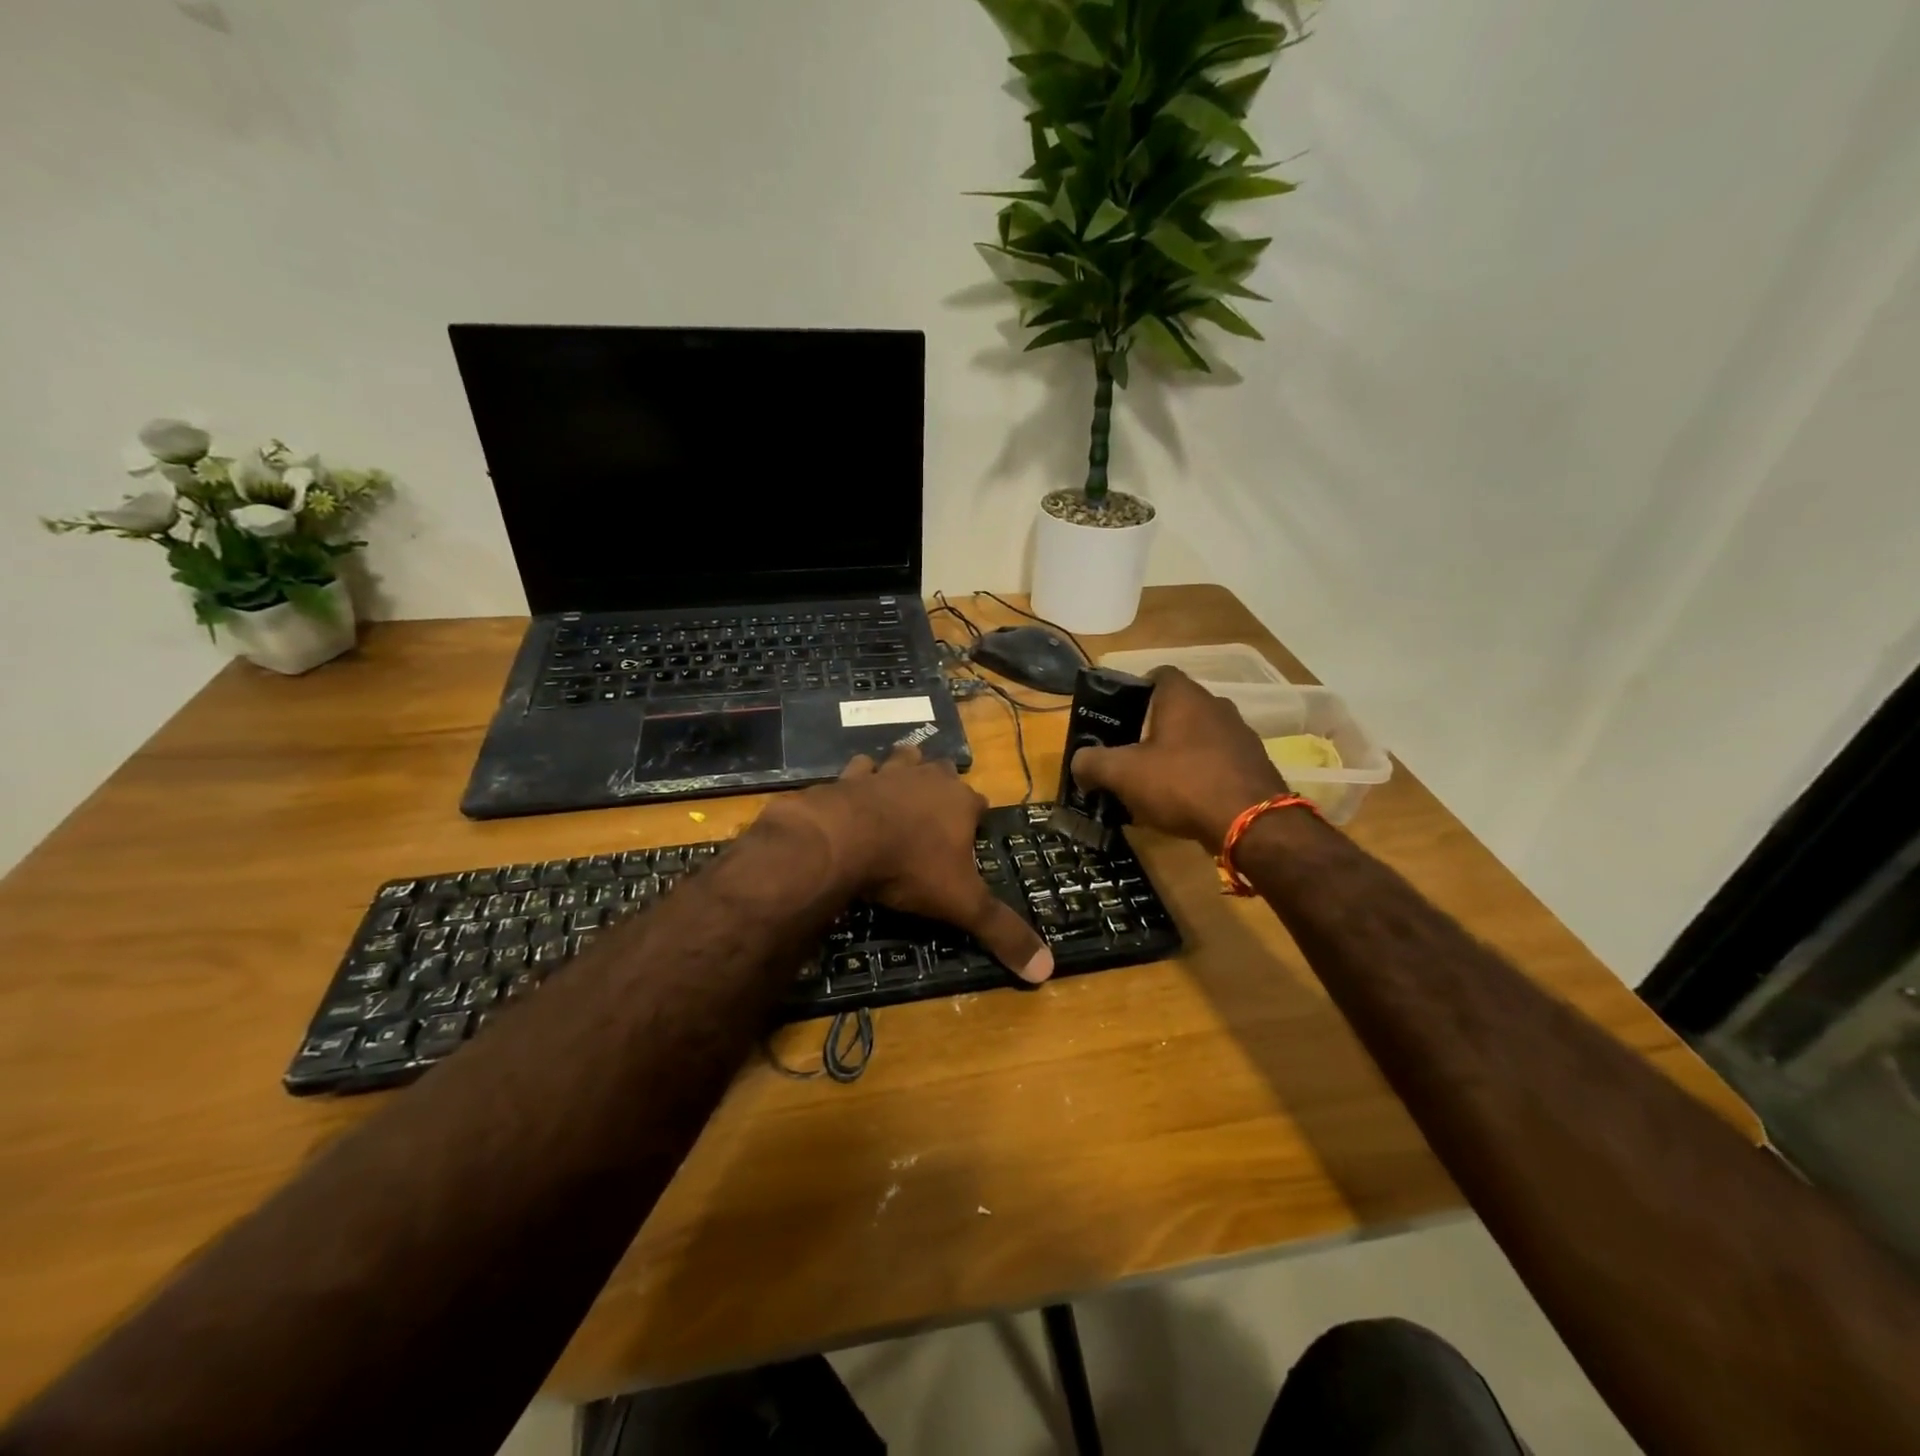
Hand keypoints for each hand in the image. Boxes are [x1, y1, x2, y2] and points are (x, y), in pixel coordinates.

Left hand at [764, 745, 1054, 982]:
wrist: (843, 841)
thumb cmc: (911, 867)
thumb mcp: (962, 904)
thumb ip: (1002, 931)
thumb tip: (1048, 969)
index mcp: (961, 802)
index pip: (980, 802)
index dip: (978, 818)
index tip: (973, 836)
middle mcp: (928, 778)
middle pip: (945, 772)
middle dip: (944, 787)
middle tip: (938, 813)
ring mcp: (888, 772)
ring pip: (905, 759)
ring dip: (906, 770)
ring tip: (902, 789)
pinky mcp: (850, 776)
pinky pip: (860, 767)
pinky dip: (861, 777)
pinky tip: (857, 791)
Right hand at [1070, 667, 1286, 851]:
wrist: (1252, 824)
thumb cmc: (1182, 783)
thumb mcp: (1123, 774)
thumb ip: (1093, 763)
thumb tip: (1078, 763)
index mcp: (1183, 696)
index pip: (1157, 675)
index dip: (1134, 691)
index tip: (1117, 716)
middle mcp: (1216, 705)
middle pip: (1176, 707)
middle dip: (1151, 727)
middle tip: (1128, 753)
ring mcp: (1240, 734)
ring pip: (1198, 735)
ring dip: (1177, 752)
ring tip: (1155, 781)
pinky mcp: (1254, 764)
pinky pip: (1217, 760)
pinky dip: (1200, 772)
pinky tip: (1186, 800)